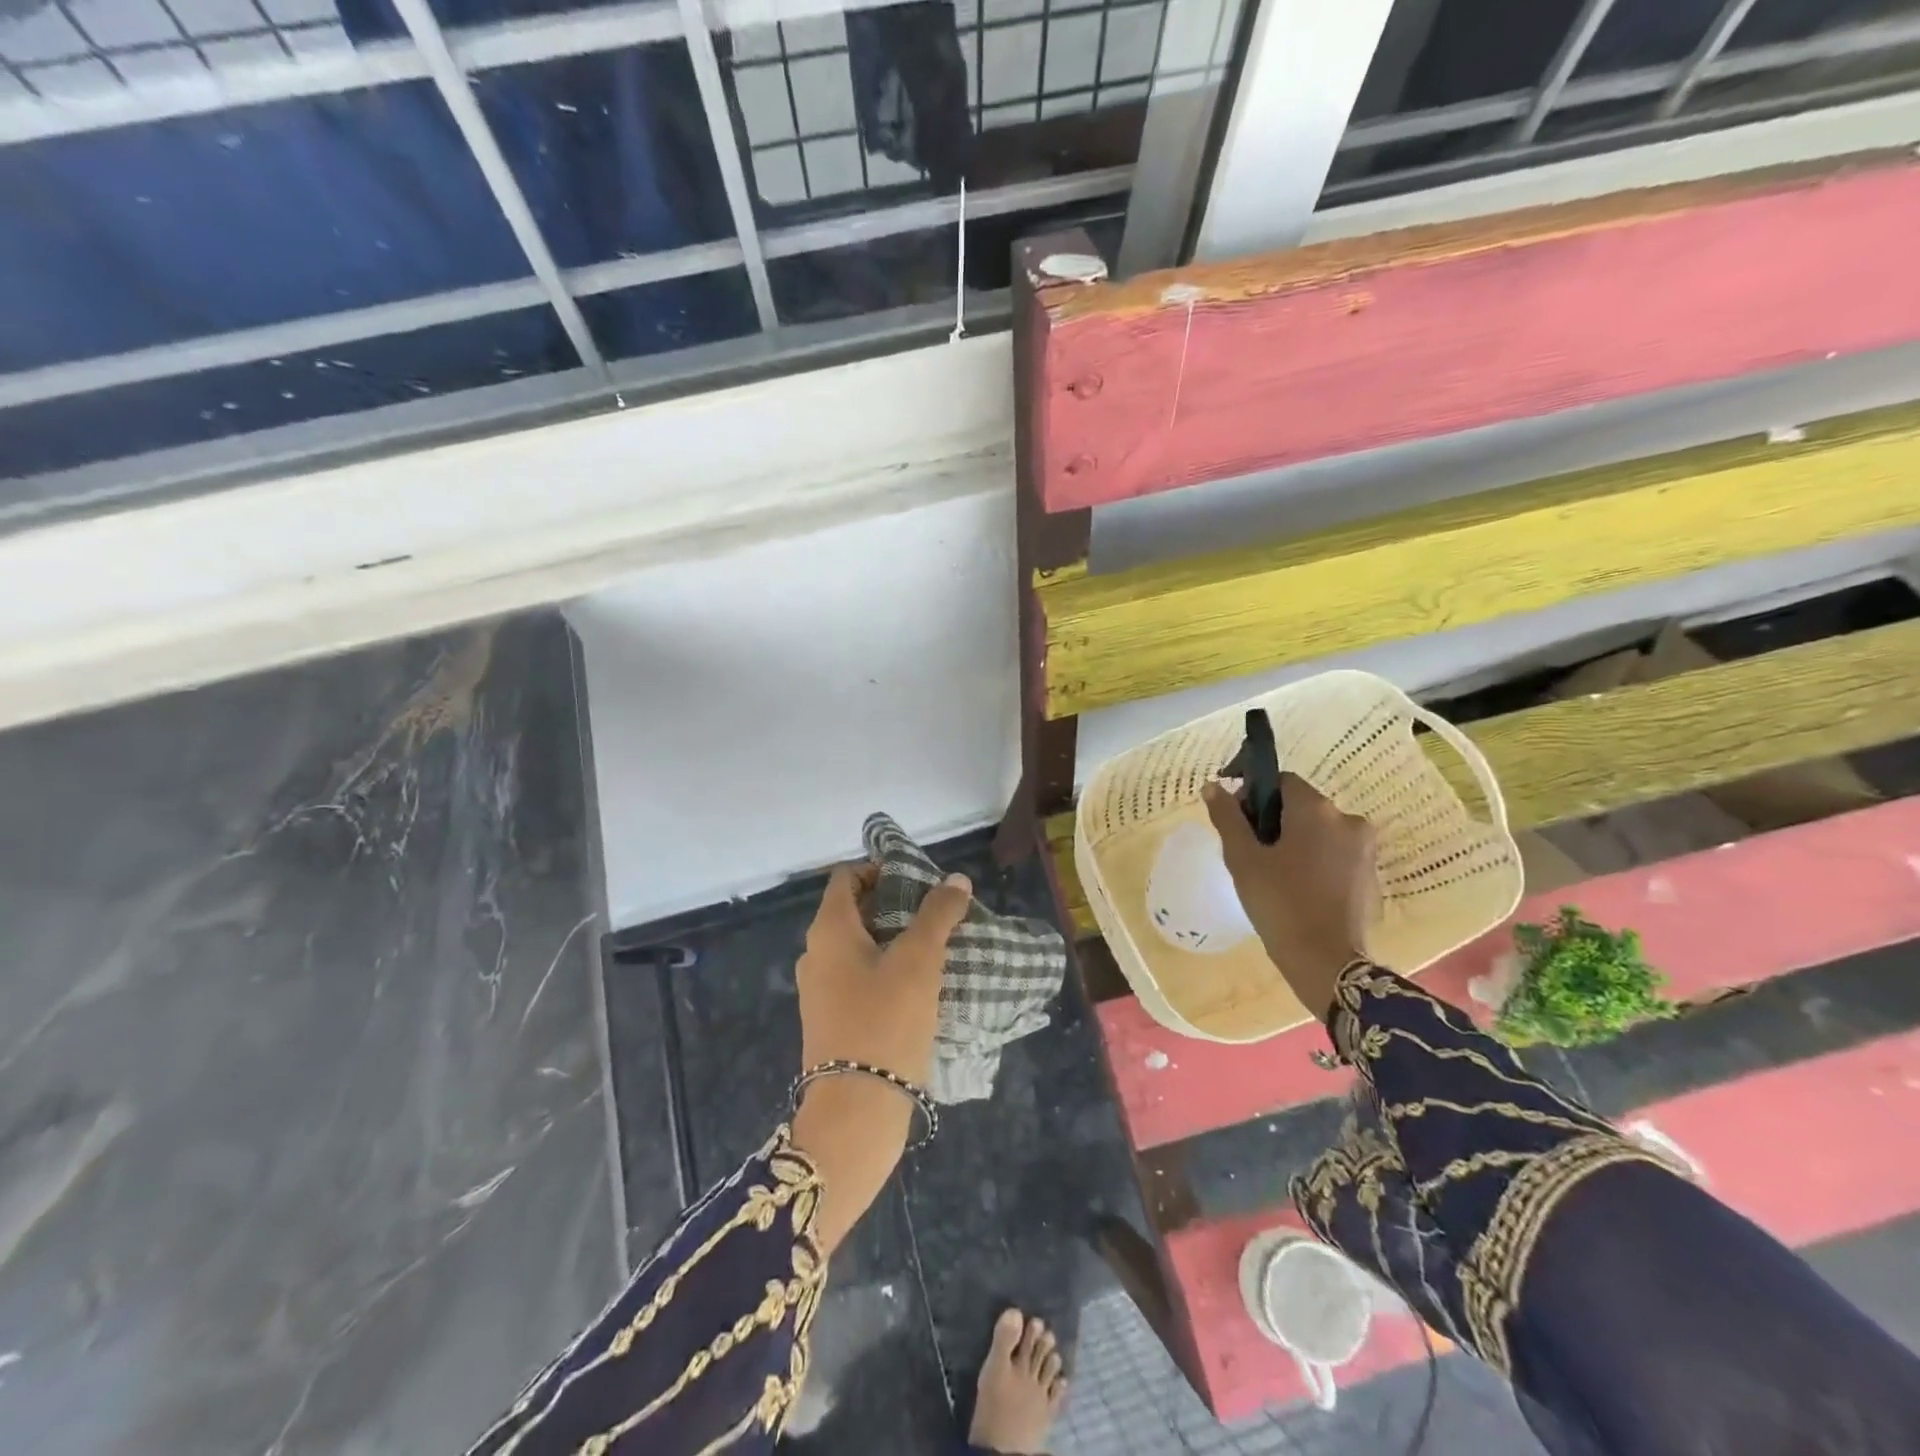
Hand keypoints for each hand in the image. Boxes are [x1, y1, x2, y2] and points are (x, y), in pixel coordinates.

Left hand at [796, 862, 971, 1083]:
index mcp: (828, 930)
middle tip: (936, 912)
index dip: (881, 869)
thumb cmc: (885, 1020)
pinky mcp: (833, 1020)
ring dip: (894, 939)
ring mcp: (821, 990)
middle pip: (854, 911)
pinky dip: (887, 970)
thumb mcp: (919, 961)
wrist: (856, 1111)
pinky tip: (921, 985)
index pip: (847, 877)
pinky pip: (859, 978)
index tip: (919, 880)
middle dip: (895, 905)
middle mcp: (816, 954)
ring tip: (936, 946)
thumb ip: (938, 914)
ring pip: (859, 947)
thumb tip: (956, 880)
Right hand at [1202, 774, 1378, 1019]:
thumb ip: (1227, 818)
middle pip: (1302, 805)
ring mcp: (1365, 849)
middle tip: (1249, 850)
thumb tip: (1213, 786)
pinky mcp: (1371, 876)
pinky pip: (1336, 854)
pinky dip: (1315, 860)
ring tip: (1272, 872)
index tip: (1235, 819)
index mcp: (1317, 810)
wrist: (1327, 963)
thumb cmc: (1279, 904)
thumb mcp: (1243, 859)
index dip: (1253, 793)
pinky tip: (1297, 888)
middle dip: (1273, 819)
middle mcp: (1348, 820)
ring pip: (1320, 831)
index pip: (1281, 781)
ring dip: (1295, 840)